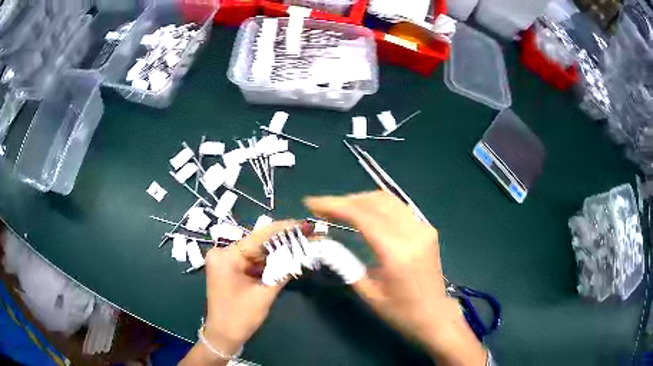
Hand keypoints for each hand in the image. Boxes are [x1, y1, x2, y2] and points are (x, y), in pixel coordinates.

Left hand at [181, 220, 296, 365]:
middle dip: (283, 241)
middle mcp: (223, 253)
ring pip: (257, 252)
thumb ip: (283, 271)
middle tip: (308, 236)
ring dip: (278, 251)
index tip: (305, 224)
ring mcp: (226, 261)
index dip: (284, 229)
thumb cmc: (240, 317)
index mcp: (226, 256)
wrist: (223, 336)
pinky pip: (252, 261)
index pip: (259, 236)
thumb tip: (303, 253)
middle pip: (258, 243)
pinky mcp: (230, 269)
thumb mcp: (264, 294)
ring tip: (302, 245)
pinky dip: (269, 262)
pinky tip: (287, 258)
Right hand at [305, 191, 485, 365]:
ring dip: (362, 200)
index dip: (334, 205)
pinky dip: (377, 206)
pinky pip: (399, 209)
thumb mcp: (368, 293)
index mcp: (397, 251)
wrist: (434, 316)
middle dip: (346, 200)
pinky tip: (365, 214)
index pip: (362, 216)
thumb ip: (346, 264)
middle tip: (324, 208)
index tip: (312, 202)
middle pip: (376, 202)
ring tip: (341, 209)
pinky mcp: (427, 230)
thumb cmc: (400, 312)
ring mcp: (424, 228)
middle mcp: (413, 233)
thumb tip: (325, 243)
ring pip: (389, 200)